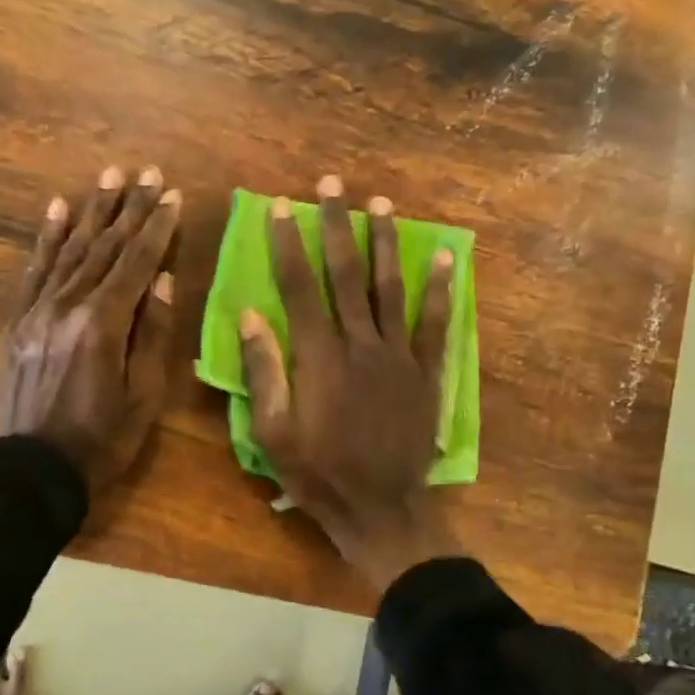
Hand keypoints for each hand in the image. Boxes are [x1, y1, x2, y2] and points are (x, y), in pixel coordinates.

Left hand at [0, 165, 178, 499]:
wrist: (30, 471)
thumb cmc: (100, 441)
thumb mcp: (144, 397)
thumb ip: (154, 335)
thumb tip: (164, 280)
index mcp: (103, 324)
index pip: (136, 263)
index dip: (156, 228)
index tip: (171, 195)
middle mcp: (66, 305)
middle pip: (103, 247)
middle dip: (127, 208)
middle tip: (144, 172)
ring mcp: (35, 310)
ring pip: (68, 249)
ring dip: (90, 211)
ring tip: (108, 176)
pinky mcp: (15, 322)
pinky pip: (33, 270)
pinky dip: (47, 238)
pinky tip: (56, 210)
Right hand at [239, 174, 460, 590]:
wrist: (381, 509)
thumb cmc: (318, 475)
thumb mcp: (273, 434)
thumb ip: (263, 372)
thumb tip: (250, 316)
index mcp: (318, 358)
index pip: (299, 287)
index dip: (288, 244)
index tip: (281, 207)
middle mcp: (360, 344)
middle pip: (345, 274)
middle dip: (336, 226)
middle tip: (333, 185)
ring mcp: (399, 356)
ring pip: (390, 288)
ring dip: (385, 244)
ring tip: (381, 205)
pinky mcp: (426, 373)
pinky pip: (435, 324)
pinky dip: (440, 289)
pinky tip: (444, 257)